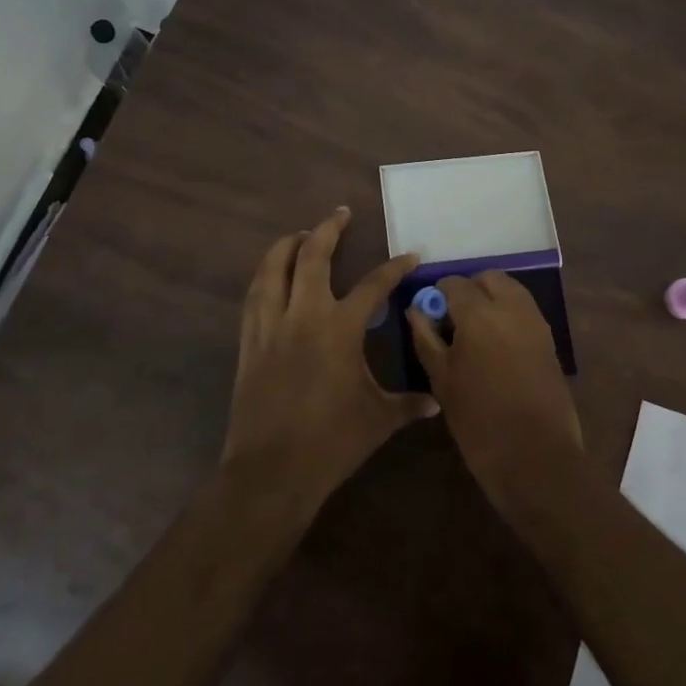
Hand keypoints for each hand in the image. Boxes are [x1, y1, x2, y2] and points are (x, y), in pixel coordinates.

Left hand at [222, 208, 436, 512]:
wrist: (271, 471)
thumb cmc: (331, 442)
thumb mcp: (378, 421)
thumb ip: (408, 404)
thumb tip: (437, 402)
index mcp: (340, 328)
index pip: (374, 285)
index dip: (395, 267)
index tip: (410, 255)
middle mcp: (304, 315)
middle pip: (312, 256)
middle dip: (328, 230)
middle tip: (340, 214)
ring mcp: (271, 326)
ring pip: (273, 269)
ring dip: (287, 245)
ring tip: (300, 234)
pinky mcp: (249, 342)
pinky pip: (253, 297)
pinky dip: (264, 277)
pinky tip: (269, 275)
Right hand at [408, 272, 583, 521]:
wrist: (535, 458)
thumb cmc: (479, 421)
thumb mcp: (442, 380)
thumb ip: (426, 338)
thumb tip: (416, 310)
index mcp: (480, 314)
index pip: (454, 283)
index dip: (438, 294)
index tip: (431, 314)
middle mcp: (511, 308)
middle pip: (488, 278)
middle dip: (469, 289)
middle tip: (454, 319)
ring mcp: (535, 322)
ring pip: (511, 290)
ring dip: (491, 298)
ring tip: (475, 332)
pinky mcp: (550, 340)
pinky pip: (525, 310)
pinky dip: (509, 314)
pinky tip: (496, 345)